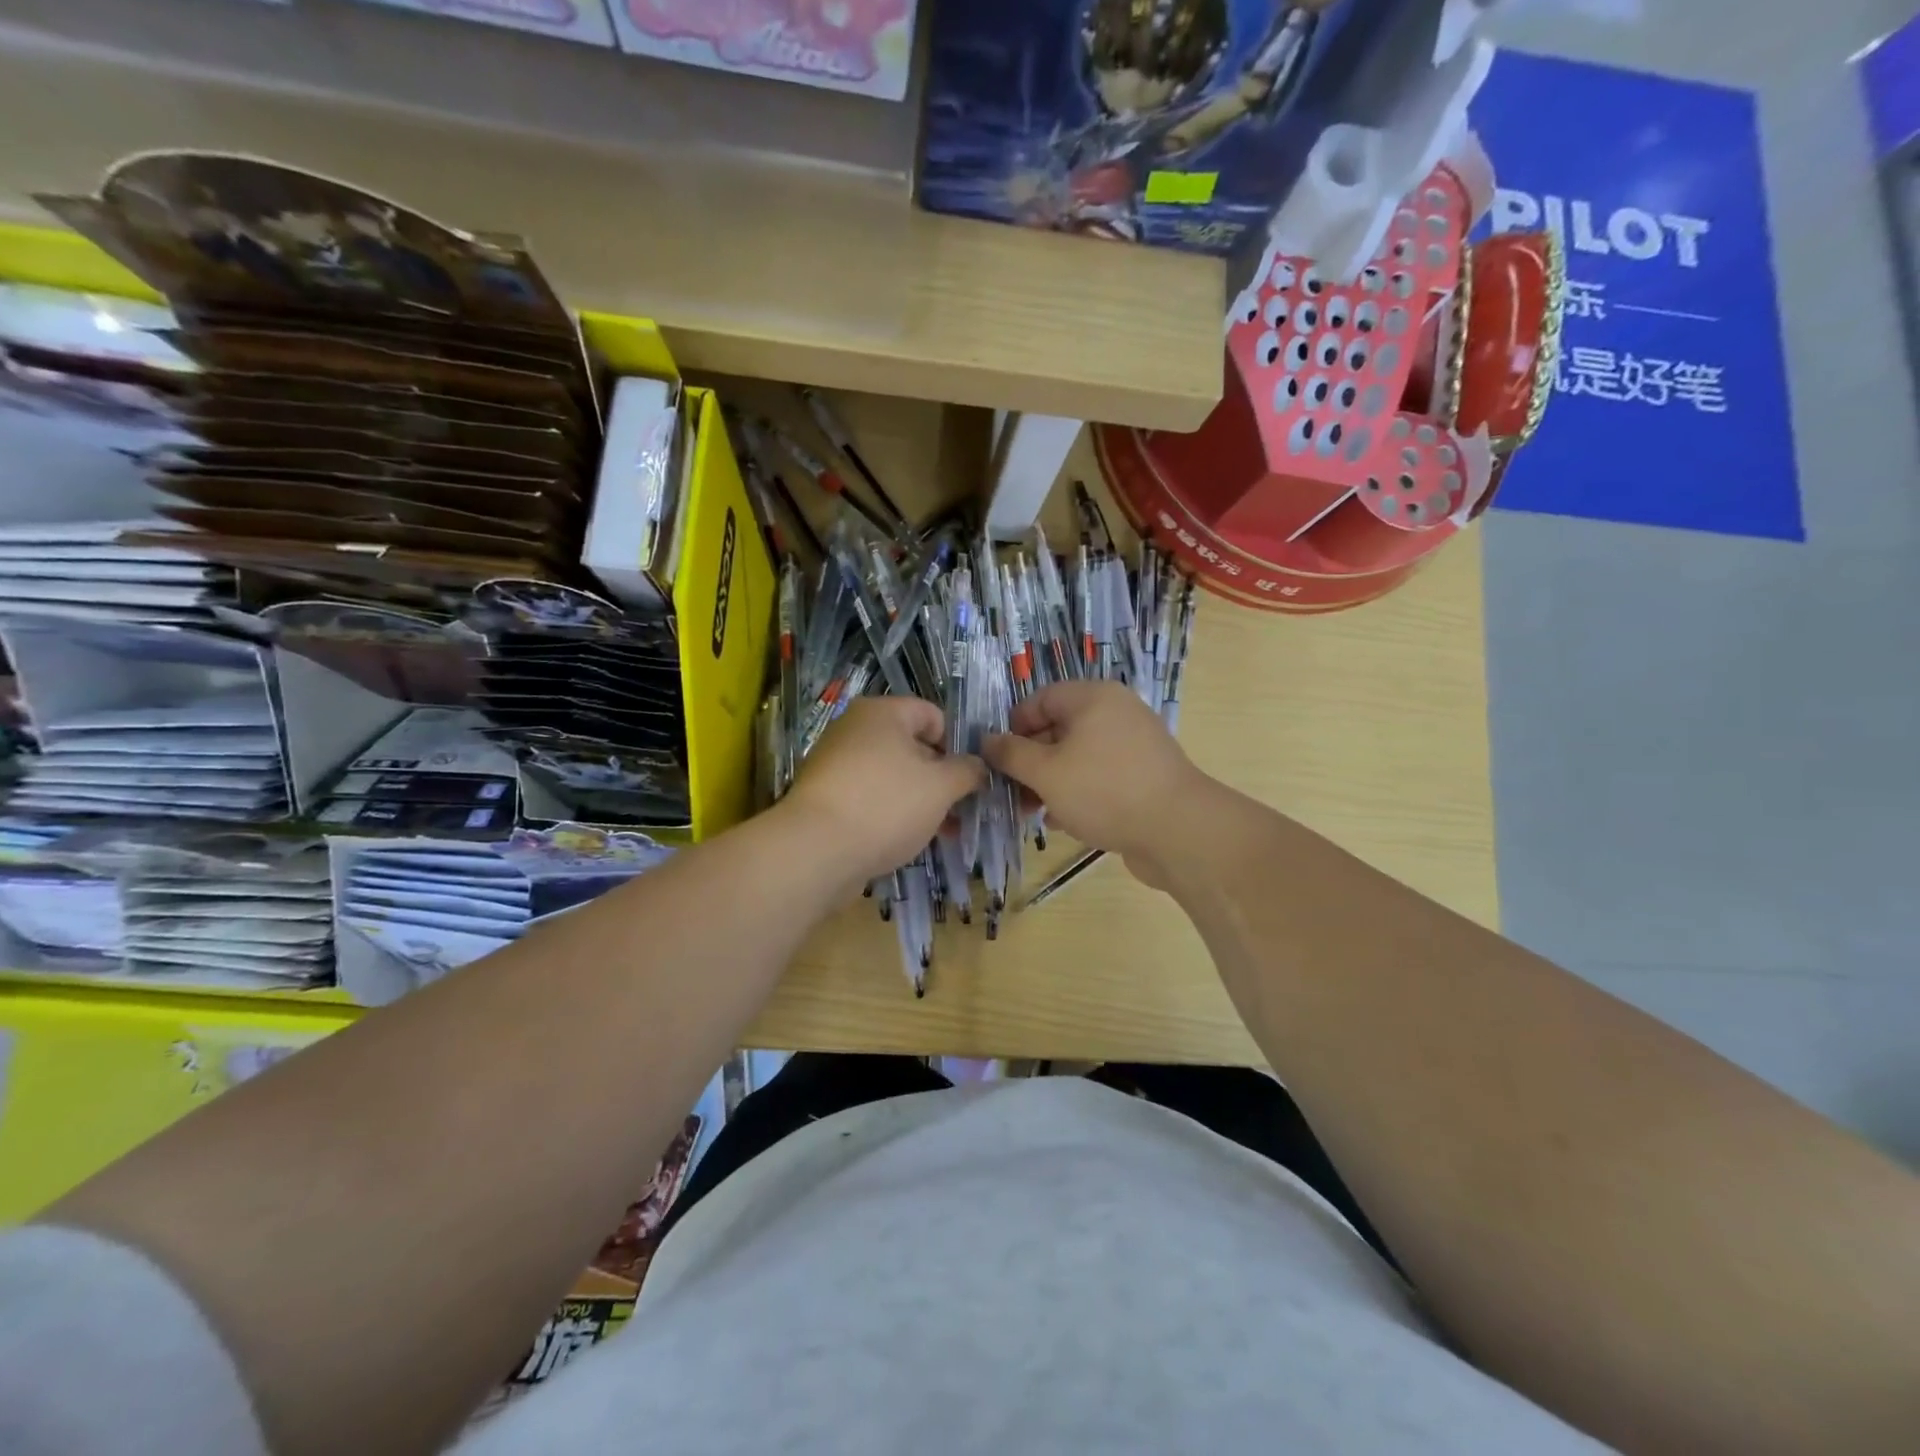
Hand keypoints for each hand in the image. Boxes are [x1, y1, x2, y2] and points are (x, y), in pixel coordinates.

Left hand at [782, 696, 984, 892]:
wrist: (815, 851)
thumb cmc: (886, 805)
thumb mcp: (941, 787)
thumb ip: (967, 771)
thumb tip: (979, 766)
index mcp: (882, 712)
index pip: (933, 715)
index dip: (958, 744)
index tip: (971, 778)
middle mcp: (855, 729)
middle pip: (912, 747)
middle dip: (941, 778)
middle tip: (963, 810)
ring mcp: (837, 764)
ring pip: (893, 776)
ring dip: (921, 801)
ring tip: (943, 833)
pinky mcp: (827, 798)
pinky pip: (871, 798)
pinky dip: (892, 814)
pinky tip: (909, 841)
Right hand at [983, 681, 1208, 888]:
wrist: (1178, 831)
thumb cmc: (1103, 791)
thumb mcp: (1046, 772)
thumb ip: (1011, 754)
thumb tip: (987, 740)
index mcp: (1093, 698)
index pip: (1040, 699)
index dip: (1013, 726)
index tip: (996, 759)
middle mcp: (1116, 713)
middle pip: (1059, 728)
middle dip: (1030, 760)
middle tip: (1010, 792)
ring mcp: (1134, 745)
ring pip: (1078, 756)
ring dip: (1051, 781)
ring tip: (1032, 812)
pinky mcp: (1144, 775)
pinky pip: (1100, 776)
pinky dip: (1078, 792)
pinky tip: (1063, 821)